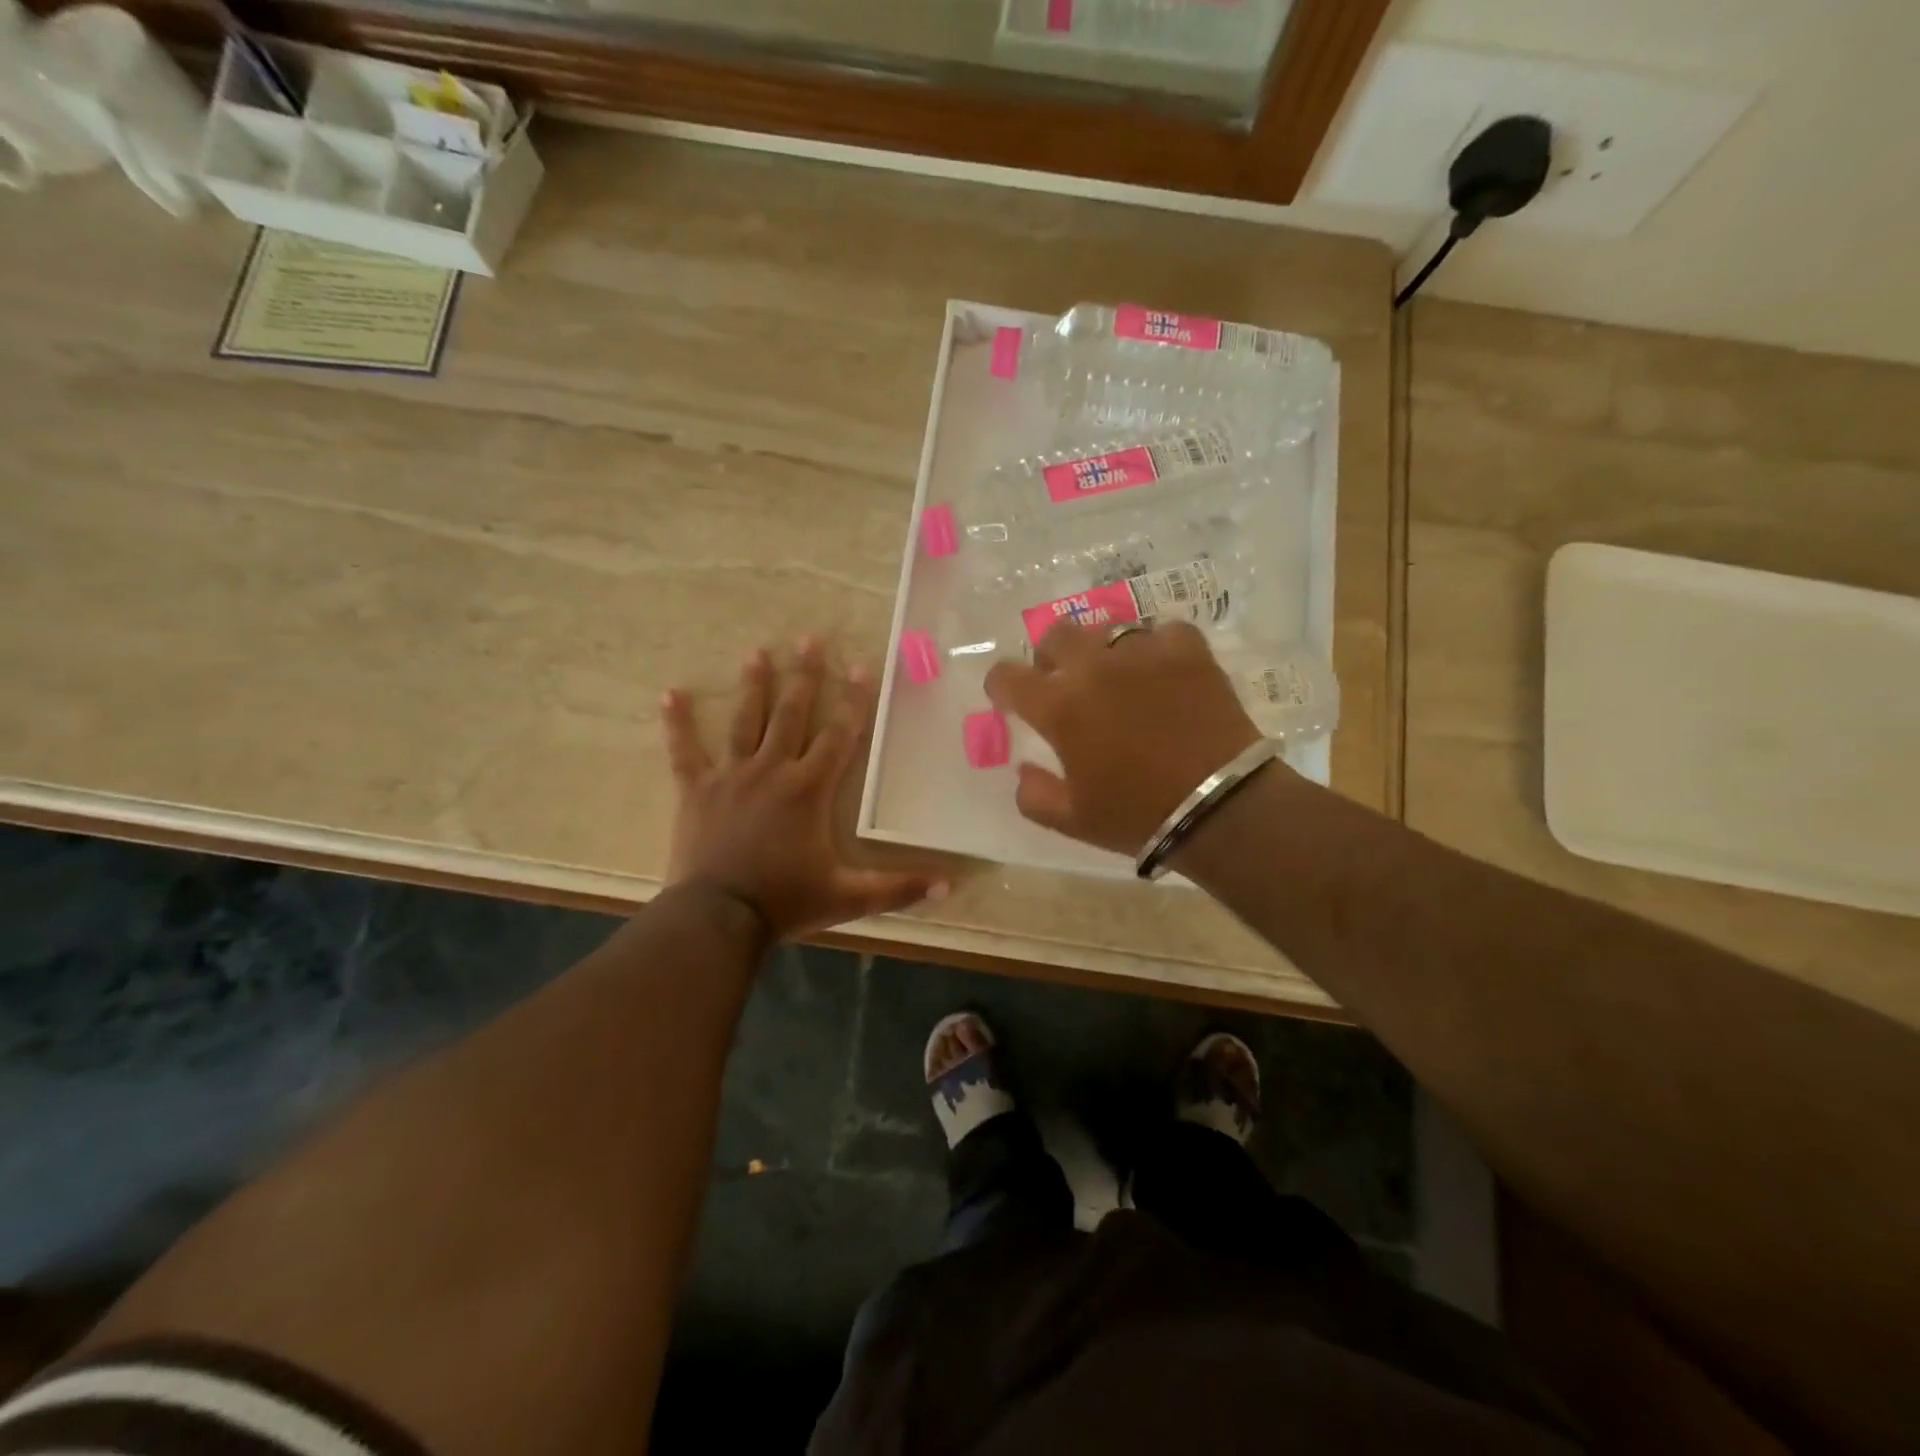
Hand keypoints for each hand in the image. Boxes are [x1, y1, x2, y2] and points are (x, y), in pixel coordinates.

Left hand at [662, 638, 944, 939]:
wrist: (718, 918)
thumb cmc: (785, 901)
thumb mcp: (848, 896)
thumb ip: (897, 887)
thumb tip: (948, 884)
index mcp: (809, 789)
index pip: (839, 735)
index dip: (854, 700)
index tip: (861, 666)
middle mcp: (772, 770)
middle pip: (792, 714)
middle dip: (804, 675)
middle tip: (810, 638)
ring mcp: (731, 776)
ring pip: (745, 721)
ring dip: (754, 685)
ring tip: (758, 652)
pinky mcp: (696, 790)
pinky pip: (685, 752)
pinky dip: (677, 724)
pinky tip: (670, 693)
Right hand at [985, 621, 1264, 854]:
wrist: (1220, 807)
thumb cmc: (1138, 816)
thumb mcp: (1072, 821)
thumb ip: (1034, 795)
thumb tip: (1024, 770)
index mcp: (1060, 707)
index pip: (1007, 675)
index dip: (1001, 685)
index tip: (1010, 699)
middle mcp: (1094, 668)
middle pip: (1056, 635)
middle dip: (1050, 656)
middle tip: (1062, 681)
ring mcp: (1144, 653)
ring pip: (1109, 630)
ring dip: (1103, 652)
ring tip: (1117, 677)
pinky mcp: (1188, 651)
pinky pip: (1163, 633)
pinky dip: (1157, 649)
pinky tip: (1163, 670)